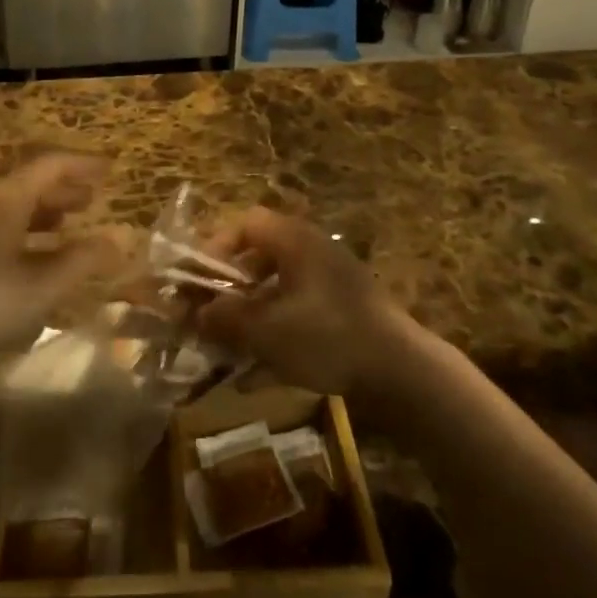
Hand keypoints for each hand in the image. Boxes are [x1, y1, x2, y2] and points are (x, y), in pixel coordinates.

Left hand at [0, 153, 118, 367]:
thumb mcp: (40, 286)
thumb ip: (81, 261)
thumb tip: (118, 239)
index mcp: (6, 201)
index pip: (50, 166)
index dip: (81, 166)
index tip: (108, 171)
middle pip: (28, 185)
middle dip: (63, 190)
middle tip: (90, 200)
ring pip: (9, 209)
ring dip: (41, 214)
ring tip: (65, 229)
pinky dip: (21, 235)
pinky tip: (26, 263)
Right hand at [193, 208, 417, 401]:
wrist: (403, 373)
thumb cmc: (328, 338)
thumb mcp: (267, 331)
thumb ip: (225, 318)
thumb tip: (194, 313)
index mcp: (295, 240)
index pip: (245, 224)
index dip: (215, 248)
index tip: (197, 281)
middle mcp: (313, 250)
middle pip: (259, 256)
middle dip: (228, 286)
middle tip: (208, 314)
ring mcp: (332, 280)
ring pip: (277, 287)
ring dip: (249, 312)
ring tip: (228, 345)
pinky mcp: (344, 310)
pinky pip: (297, 310)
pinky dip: (274, 331)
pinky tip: (258, 370)